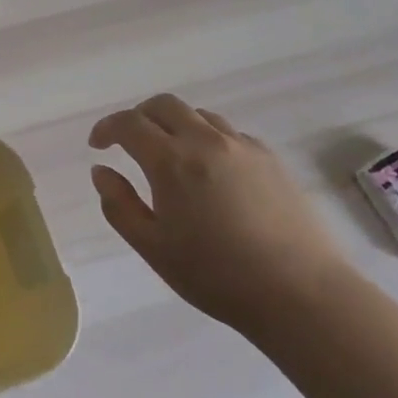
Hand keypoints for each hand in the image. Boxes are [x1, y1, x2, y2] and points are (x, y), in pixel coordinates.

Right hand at [89, 94, 349, 338]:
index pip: (129, 123)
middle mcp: (205, 141)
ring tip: (171, 156)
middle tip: (129, 142)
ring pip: (198, 115)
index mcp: (171, 161)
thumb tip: (101, 171)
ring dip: (174, 125)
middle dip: (139, 117)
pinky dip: (208, 140)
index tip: (97, 145)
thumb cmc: (216, 275)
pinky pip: (229, 133)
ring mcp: (242, 146)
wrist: (299, 293)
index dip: (107, 128)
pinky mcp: (270, 158)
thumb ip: (119, 205)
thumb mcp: (153, 247)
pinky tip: (212, 173)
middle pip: (164, 105)